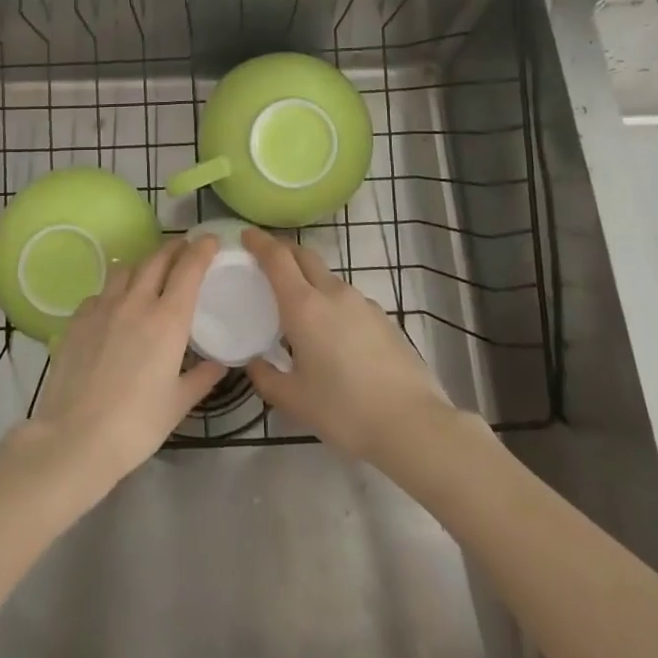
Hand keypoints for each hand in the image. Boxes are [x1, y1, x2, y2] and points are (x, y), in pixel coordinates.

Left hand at [12, 235, 225, 496]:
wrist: (75, 438)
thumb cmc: (136, 425)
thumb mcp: (178, 404)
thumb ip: (201, 378)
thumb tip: (218, 364)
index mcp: (168, 319)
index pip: (189, 269)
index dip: (201, 250)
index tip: (210, 240)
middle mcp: (136, 303)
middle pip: (156, 260)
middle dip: (173, 249)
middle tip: (183, 249)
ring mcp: (102, 308)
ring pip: (126, 269)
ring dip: (143, 265)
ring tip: (149, 273)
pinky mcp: (77, 319)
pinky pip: (100, 293)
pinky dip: (113, 291)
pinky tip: (113, 306)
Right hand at [242, 227, 454, 462]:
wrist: (412, 423)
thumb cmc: (344, 410)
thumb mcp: (295, 401)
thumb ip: (267, 379)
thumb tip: (254, 363)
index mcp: (304, 306)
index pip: (277, 258)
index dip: (259, 242)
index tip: (246, 235)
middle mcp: (333, 293)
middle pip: (304, 255)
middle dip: (283, 250)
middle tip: (265, 259)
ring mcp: (362, 302)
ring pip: (327, 276)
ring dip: (307, 276)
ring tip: (297, 301)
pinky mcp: (382, 317)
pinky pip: (347, 297)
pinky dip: (330, 298)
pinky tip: (330, 329)